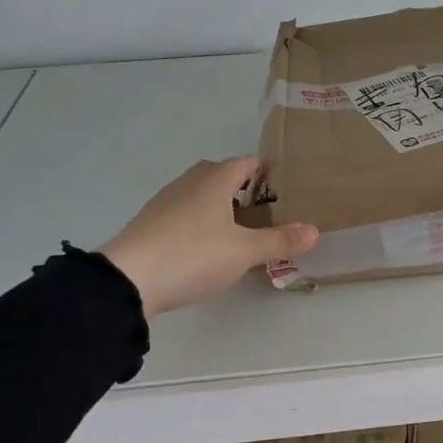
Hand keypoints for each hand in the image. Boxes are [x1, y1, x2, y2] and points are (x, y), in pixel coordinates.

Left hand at [100, 156, 318, 315]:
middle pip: (219, 174)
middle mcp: (188, 183)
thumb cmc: (193, 255)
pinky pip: (183, 213)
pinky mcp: (149, 224)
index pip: (245, 162)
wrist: (128, 279)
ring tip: (238, 229)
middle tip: (263, 209)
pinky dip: (198, 221)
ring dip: (218, 205)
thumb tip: (314, 231)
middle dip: (241, 186)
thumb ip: (279, 241)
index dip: (265, 169)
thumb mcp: (244, 252)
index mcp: (214, 180)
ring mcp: (165, 202)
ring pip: (199, 194)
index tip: (283, 183)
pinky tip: (205, 245)